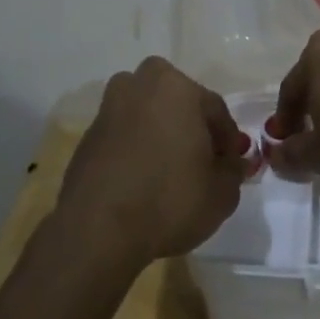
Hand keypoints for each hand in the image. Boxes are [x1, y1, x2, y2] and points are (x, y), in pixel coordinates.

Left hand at [54, 57, 249, 262]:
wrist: (98, 231)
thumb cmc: (170, 200)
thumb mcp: (222, 192)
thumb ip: (233, 170)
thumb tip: (231, 163)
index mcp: (175, 87)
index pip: (214, 108)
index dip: (228, 139)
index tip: (232, 164)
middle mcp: (138, 87)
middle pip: (176, 101)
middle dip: (191, 124)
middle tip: (201, 159)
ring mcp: (108, 111)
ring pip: (146, 115)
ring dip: (160, 133)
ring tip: (170, 169)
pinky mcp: (86, 138)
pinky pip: (124, 136)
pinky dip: (136, 149)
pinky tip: (144, 180)